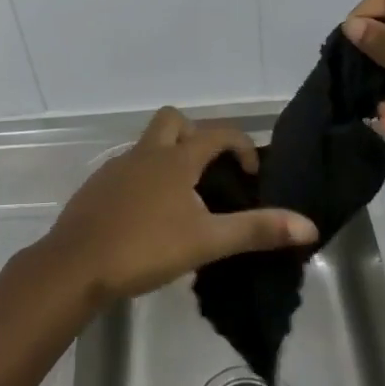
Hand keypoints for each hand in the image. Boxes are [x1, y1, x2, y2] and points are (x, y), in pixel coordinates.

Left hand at [39, 107, 318, 306]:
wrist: (75, 264)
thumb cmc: (145, 247)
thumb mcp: (207, 241)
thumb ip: (256, 230)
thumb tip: (308, 224)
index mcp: (175, 158)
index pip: (217, 132)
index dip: (241, 145)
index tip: (251, 175)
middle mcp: (146, 153)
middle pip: (174, 121)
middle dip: (197, 137)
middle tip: (209, 174)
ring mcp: (117, 167)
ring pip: (149, 145)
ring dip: (170, 159)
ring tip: (185, 201)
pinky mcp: (98, 187)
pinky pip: (129, 169)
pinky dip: (146, 180)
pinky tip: (149, 217)